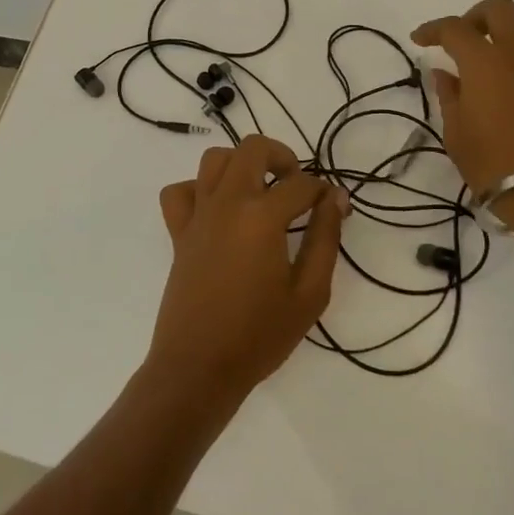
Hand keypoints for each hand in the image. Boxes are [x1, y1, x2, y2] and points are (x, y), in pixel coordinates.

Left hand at [150, 136, 348, 414]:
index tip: (334, 206)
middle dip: (282, 156)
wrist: (198, 367)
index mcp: (262, 217)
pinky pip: (180, 191)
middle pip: (252, 148)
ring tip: (260, 191)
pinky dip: (199, 189)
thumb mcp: (309, 293)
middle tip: (296, 187)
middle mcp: (227, 203)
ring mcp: (198, 215)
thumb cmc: (260, 335)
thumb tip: (335, 198)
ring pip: (214, 159)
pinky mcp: (178, 232)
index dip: (324, 191)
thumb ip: (326, 239)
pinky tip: (217, 210)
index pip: (301, 184)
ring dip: (241, 164)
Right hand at [411, 0, 513, 195]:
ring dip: (501, 40)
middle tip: (460, 41)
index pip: (454, 28)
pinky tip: (510, 97)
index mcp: (485, 62)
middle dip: (475, 16)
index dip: (433, 29)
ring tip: (485, 71)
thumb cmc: (495, 165)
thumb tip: (445, 74)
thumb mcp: (457, 134)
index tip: (420, 40)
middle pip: (499, 9)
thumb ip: (450, 97)